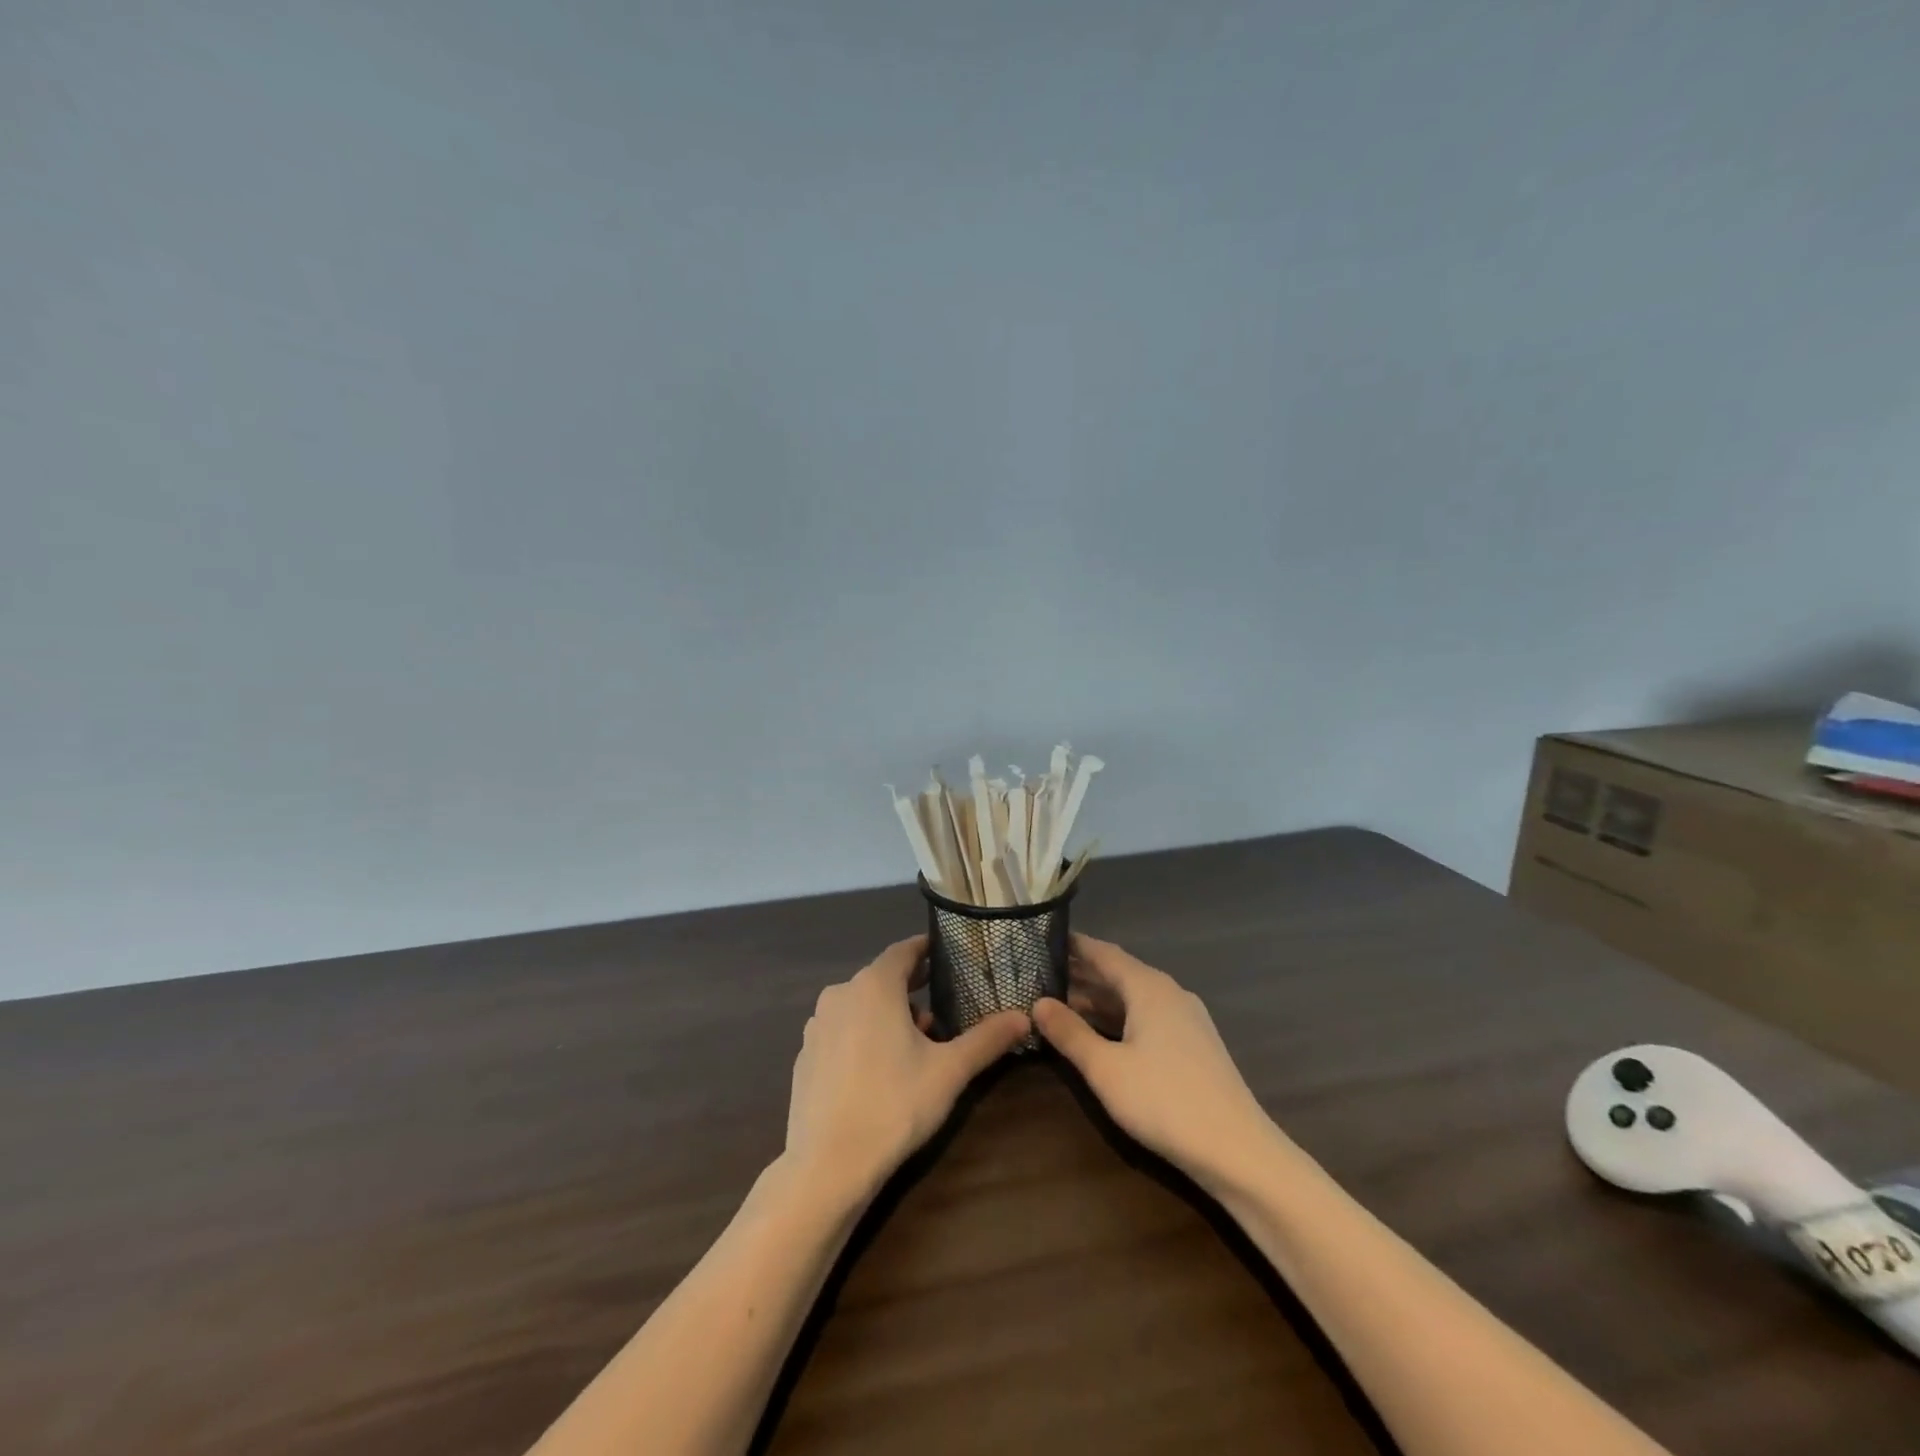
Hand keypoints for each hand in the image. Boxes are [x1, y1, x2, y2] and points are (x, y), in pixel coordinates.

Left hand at [784, 936, 1030, 1201]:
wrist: (827, 1166)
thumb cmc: (894, 1105)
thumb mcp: (949, 1071)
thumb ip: (987, 1039)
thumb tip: (1024, 1017)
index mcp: (874, 986)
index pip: (904, 950)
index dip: (926, 949)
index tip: (947, 953)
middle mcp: (840, 994)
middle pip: (882, 979)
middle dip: (912, 989)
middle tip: (941, 1007)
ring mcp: (817, 1025)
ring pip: (860, 1005)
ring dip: (888, 1015)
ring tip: (915, 1045)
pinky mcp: (804, 1055)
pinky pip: (841, 1031)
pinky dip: (862, 1036)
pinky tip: (879, 1070)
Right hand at [1033, 934, 1277, 1191]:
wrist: (1237, 1151)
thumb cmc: (1165, 1101)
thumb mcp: (1105, 1068)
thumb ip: (1069, 1033)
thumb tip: (1037, 1002)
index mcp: (1149, 987)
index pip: (1104, 952)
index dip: (1073, 945)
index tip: (1041, 939)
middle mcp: (1169, 993)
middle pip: (1118, 973)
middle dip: (1080, 974)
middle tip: (1038, 974)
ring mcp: (1185, 1020)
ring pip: (1132, 998)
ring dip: (1097, 999)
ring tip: (1058, 1002)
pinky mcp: (1192, 1045)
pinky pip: (1146, 1017)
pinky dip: (1118, 1018)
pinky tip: (1097, 1033)